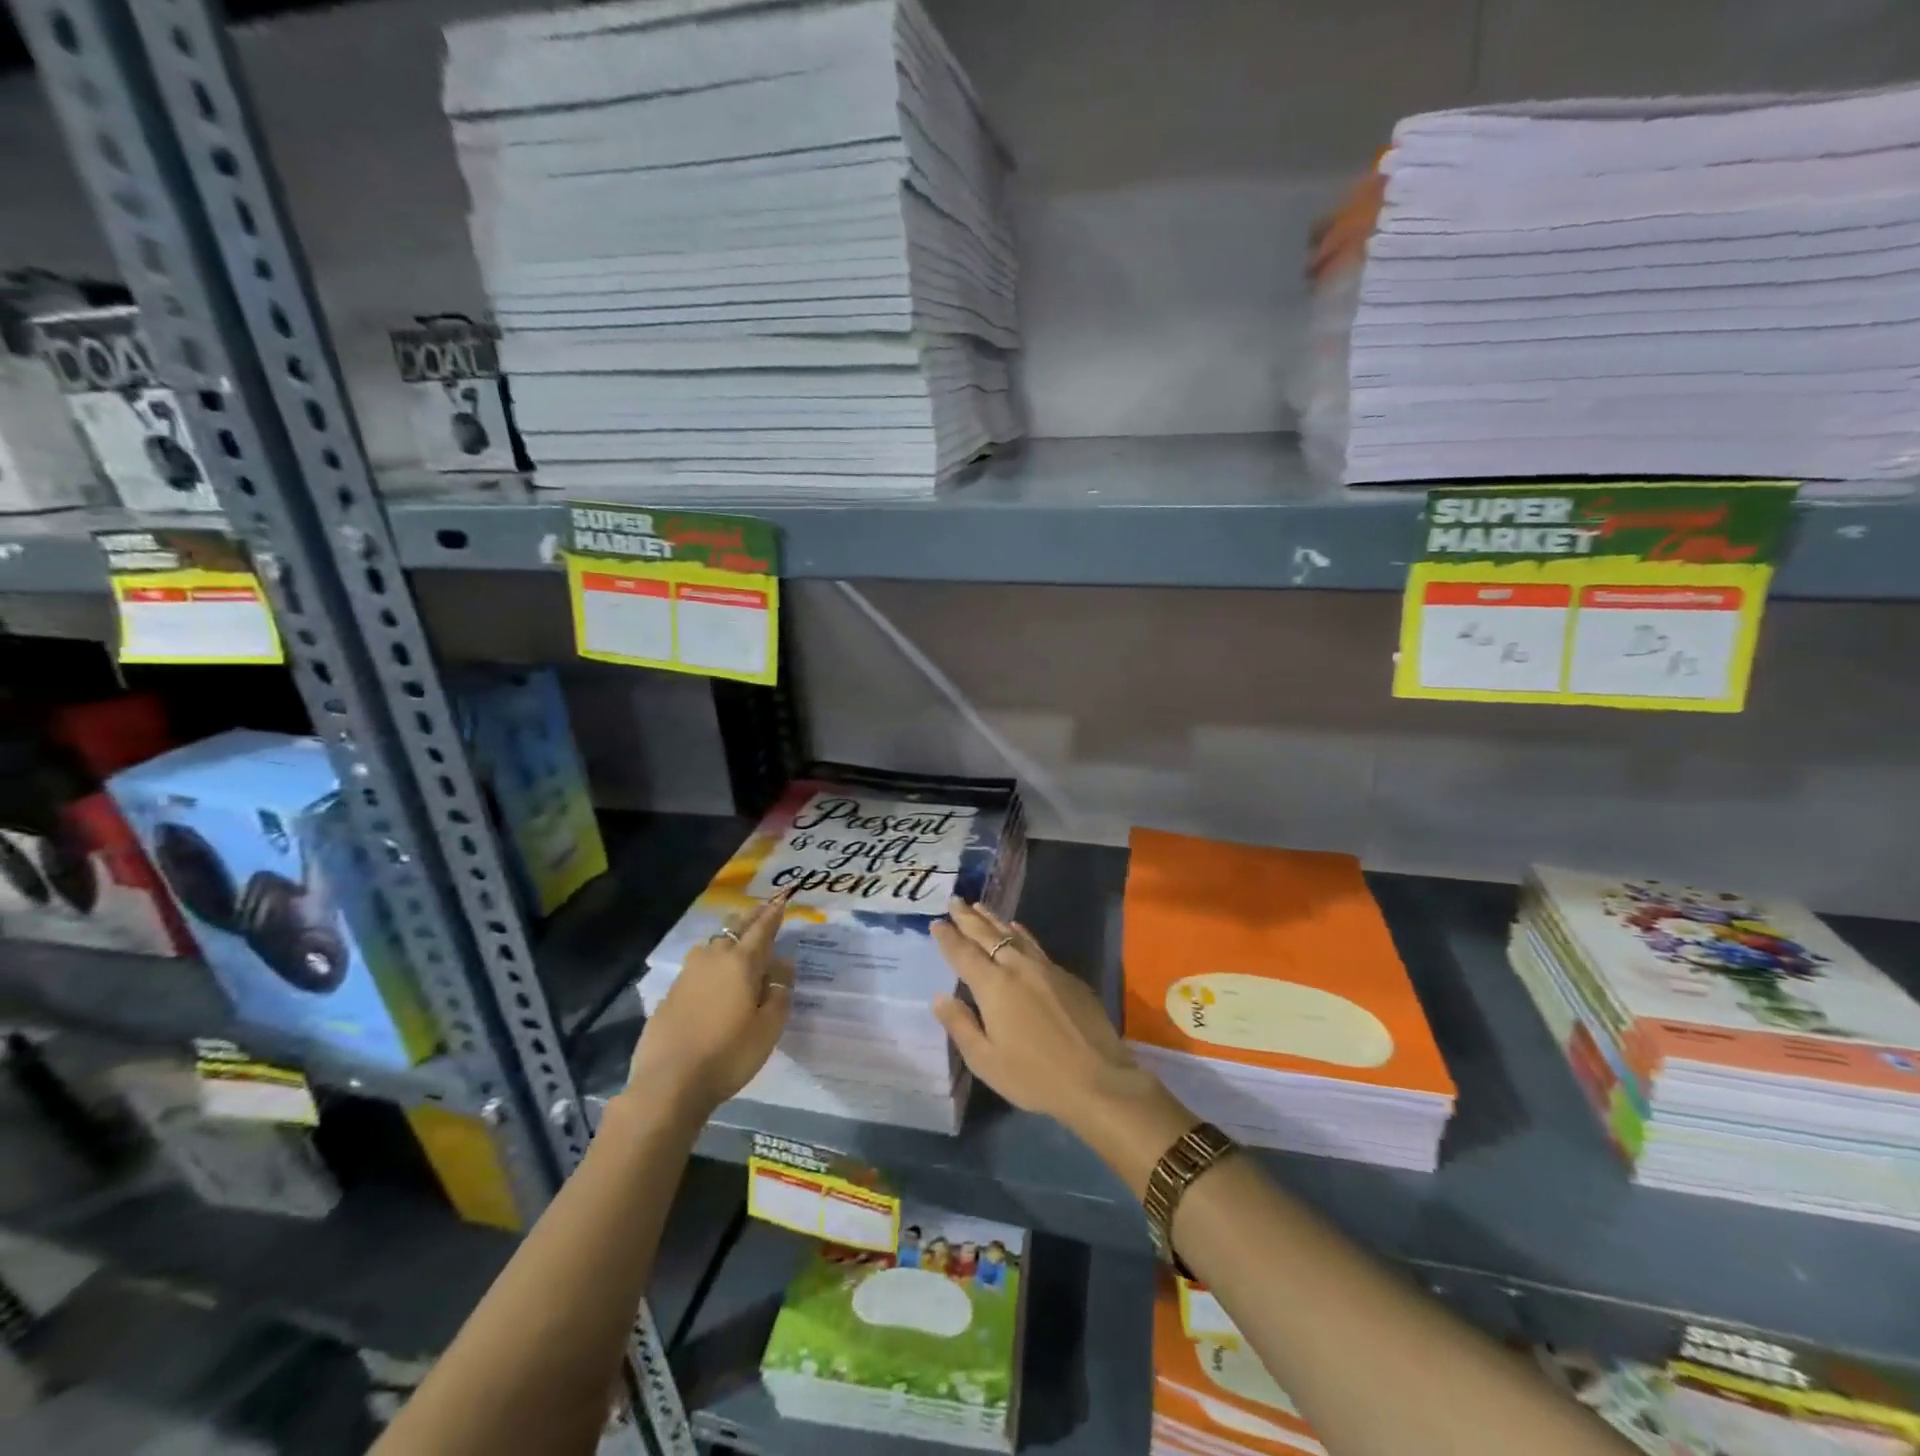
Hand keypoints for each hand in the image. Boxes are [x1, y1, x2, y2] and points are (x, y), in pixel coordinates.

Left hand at [625, 891, 795, 1121]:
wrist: (668, 1083)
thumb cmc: (728, 1054)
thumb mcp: (769, 1028)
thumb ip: (779, 993)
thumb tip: (782, 966)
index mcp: (742, 963)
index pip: (762, 929)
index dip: (774, 913)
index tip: (782, 899)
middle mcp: (713, 959)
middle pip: (734, 928)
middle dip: (750, 918)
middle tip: (763, 911)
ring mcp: (687, 975)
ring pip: (711, 944)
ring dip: (727, 938)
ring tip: (737, 944)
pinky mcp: (670, 994)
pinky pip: (696, 967)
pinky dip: (709, 963)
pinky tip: (712, 978)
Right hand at [931, 901, 1191, 1174]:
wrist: (1097, 1080)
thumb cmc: (1034, 1076)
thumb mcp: (985, 1061)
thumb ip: (960, 1025)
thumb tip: (939, 997)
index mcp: (994, 986)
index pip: (964, 953)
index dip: (948, 937)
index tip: (936, 922)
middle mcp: (1018, 968)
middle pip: (987, 935)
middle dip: (968, 918)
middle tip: (954, 900)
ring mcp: (1046, 968)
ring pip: (1014, 935)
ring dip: (994, 920)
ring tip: (980, 907)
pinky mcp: (1067, 976)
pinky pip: (1035, 945)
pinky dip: (1020, 934)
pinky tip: (1018, 930)